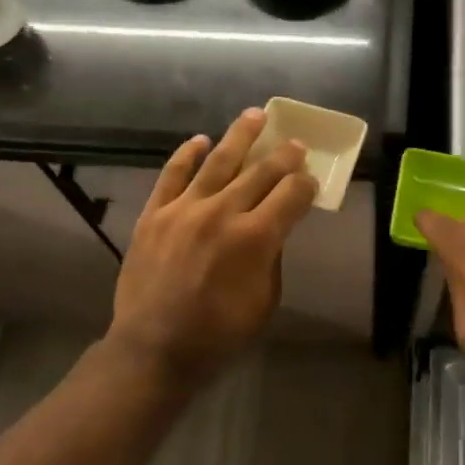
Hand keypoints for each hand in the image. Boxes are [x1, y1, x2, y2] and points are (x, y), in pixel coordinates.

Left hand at [109, 109, 318, 388]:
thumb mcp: (265, 301)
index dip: (306, 184)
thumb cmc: (218, 334)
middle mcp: (223, 213)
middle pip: (261, 171)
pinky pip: (172, 174)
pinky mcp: (154, 214)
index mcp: (256, 238)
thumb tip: (274, 226)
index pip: (292, 194)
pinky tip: (200, 140)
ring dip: (240, 135)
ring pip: (218, 160)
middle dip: (284, 155)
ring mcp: (184, 210)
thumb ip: (272, 256)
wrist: (153, 349)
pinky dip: (187, 154)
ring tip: (255, 115)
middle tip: (295, 143)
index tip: (311, 180)